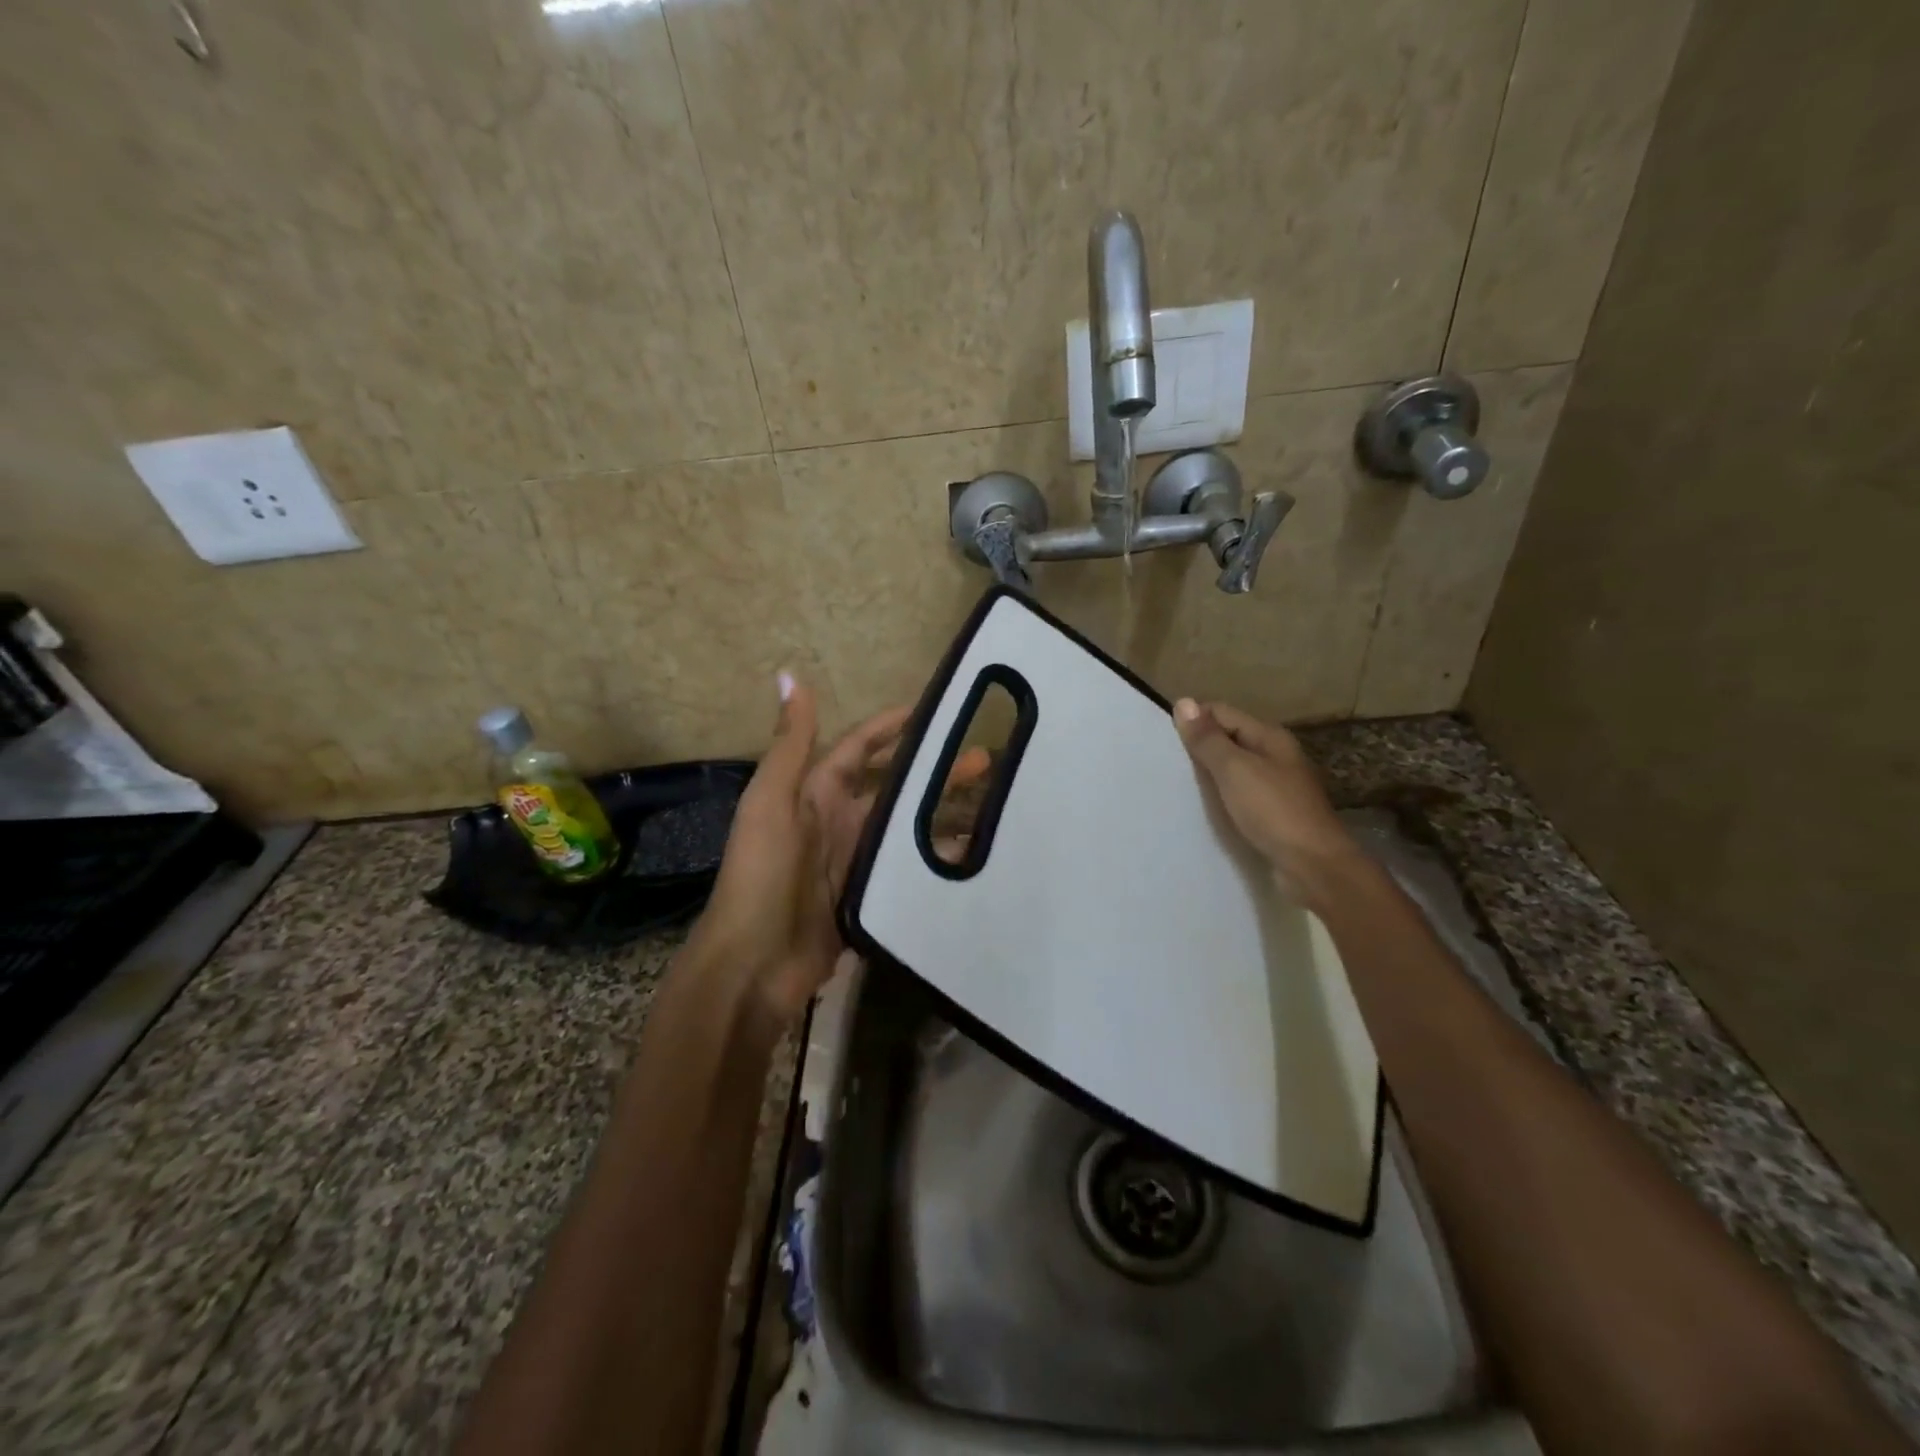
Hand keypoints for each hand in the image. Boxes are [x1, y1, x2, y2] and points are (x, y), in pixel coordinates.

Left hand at [687, 672, 986, 1028]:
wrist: (755, 964)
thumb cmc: (762, 874)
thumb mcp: (772, 802)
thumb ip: (789, 744)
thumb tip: (789, 675)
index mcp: (816, 793)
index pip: (861, 748)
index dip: (893, 726)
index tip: (936, 710)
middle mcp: (839, 822)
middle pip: (896, 787)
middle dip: (935, 771)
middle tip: (985, 761)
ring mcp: (856, 862)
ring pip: (909, 828)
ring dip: (944, 814)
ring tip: (993, 808)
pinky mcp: (870, 898)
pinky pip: (910, 871)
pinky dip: (937, 862)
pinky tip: (974, 859)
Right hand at [1172, 698, 1366, 908]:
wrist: (1313, 866)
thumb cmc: (1273, 811)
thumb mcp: (1234, 769)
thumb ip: (1208, 739)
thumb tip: (1183, 702)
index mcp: (1269, 737)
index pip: (1221, 712)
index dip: (1193, 721)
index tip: (1165, 741)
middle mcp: (1275, 755)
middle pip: (1228, 739)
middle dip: (1199, 747)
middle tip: (1166, 764)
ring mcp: (1276, 785)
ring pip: (1233, 769)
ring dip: (1209, 774)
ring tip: (1179, 785)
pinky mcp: (1273, 813)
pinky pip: (1239, 794)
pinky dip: (1221, 796)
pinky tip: (1204, 808)